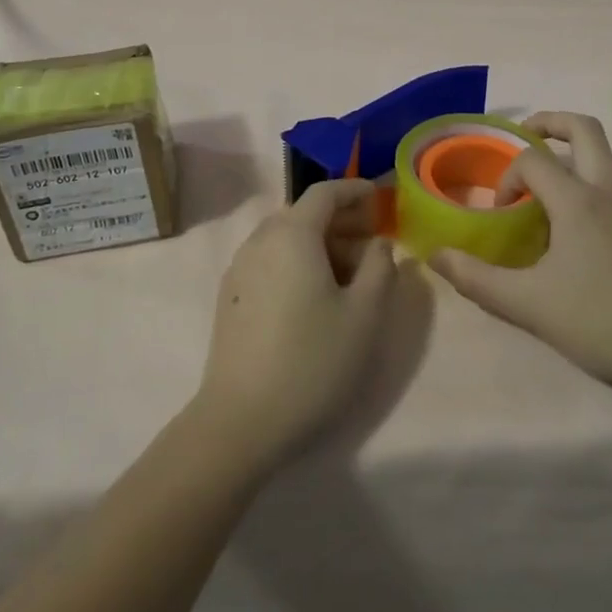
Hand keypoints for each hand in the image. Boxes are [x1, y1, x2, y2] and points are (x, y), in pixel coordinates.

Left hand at [191, 180, 395, 470]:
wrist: (241, 421)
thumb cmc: (313, 361)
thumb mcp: (365, 315)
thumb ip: (380, 268)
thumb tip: (378, 244)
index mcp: (292, 234)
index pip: (325, 192)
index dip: (355, 190)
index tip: (380, 198)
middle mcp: (260, 240)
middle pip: (304, 214)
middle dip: (341, 220)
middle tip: (373, 242)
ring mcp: (240, 268)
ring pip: (286, 238)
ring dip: (320, 244)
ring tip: (350, 275)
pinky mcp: (230, 296)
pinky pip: (270, 260)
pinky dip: (297, 261)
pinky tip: (315, 296)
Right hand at [429, 113, 611, 392]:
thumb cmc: (602, 323)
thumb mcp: (528, 305)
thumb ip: (476, 279)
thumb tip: (435, 255)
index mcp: (578, 200)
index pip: (533, 160)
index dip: (507, 176)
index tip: (502, 212)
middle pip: (584, 129)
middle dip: (550, 123)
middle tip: (525, 136)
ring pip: (607, 160)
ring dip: (576, 159)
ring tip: (552, 194)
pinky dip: (598, 190)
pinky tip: (589, 238)